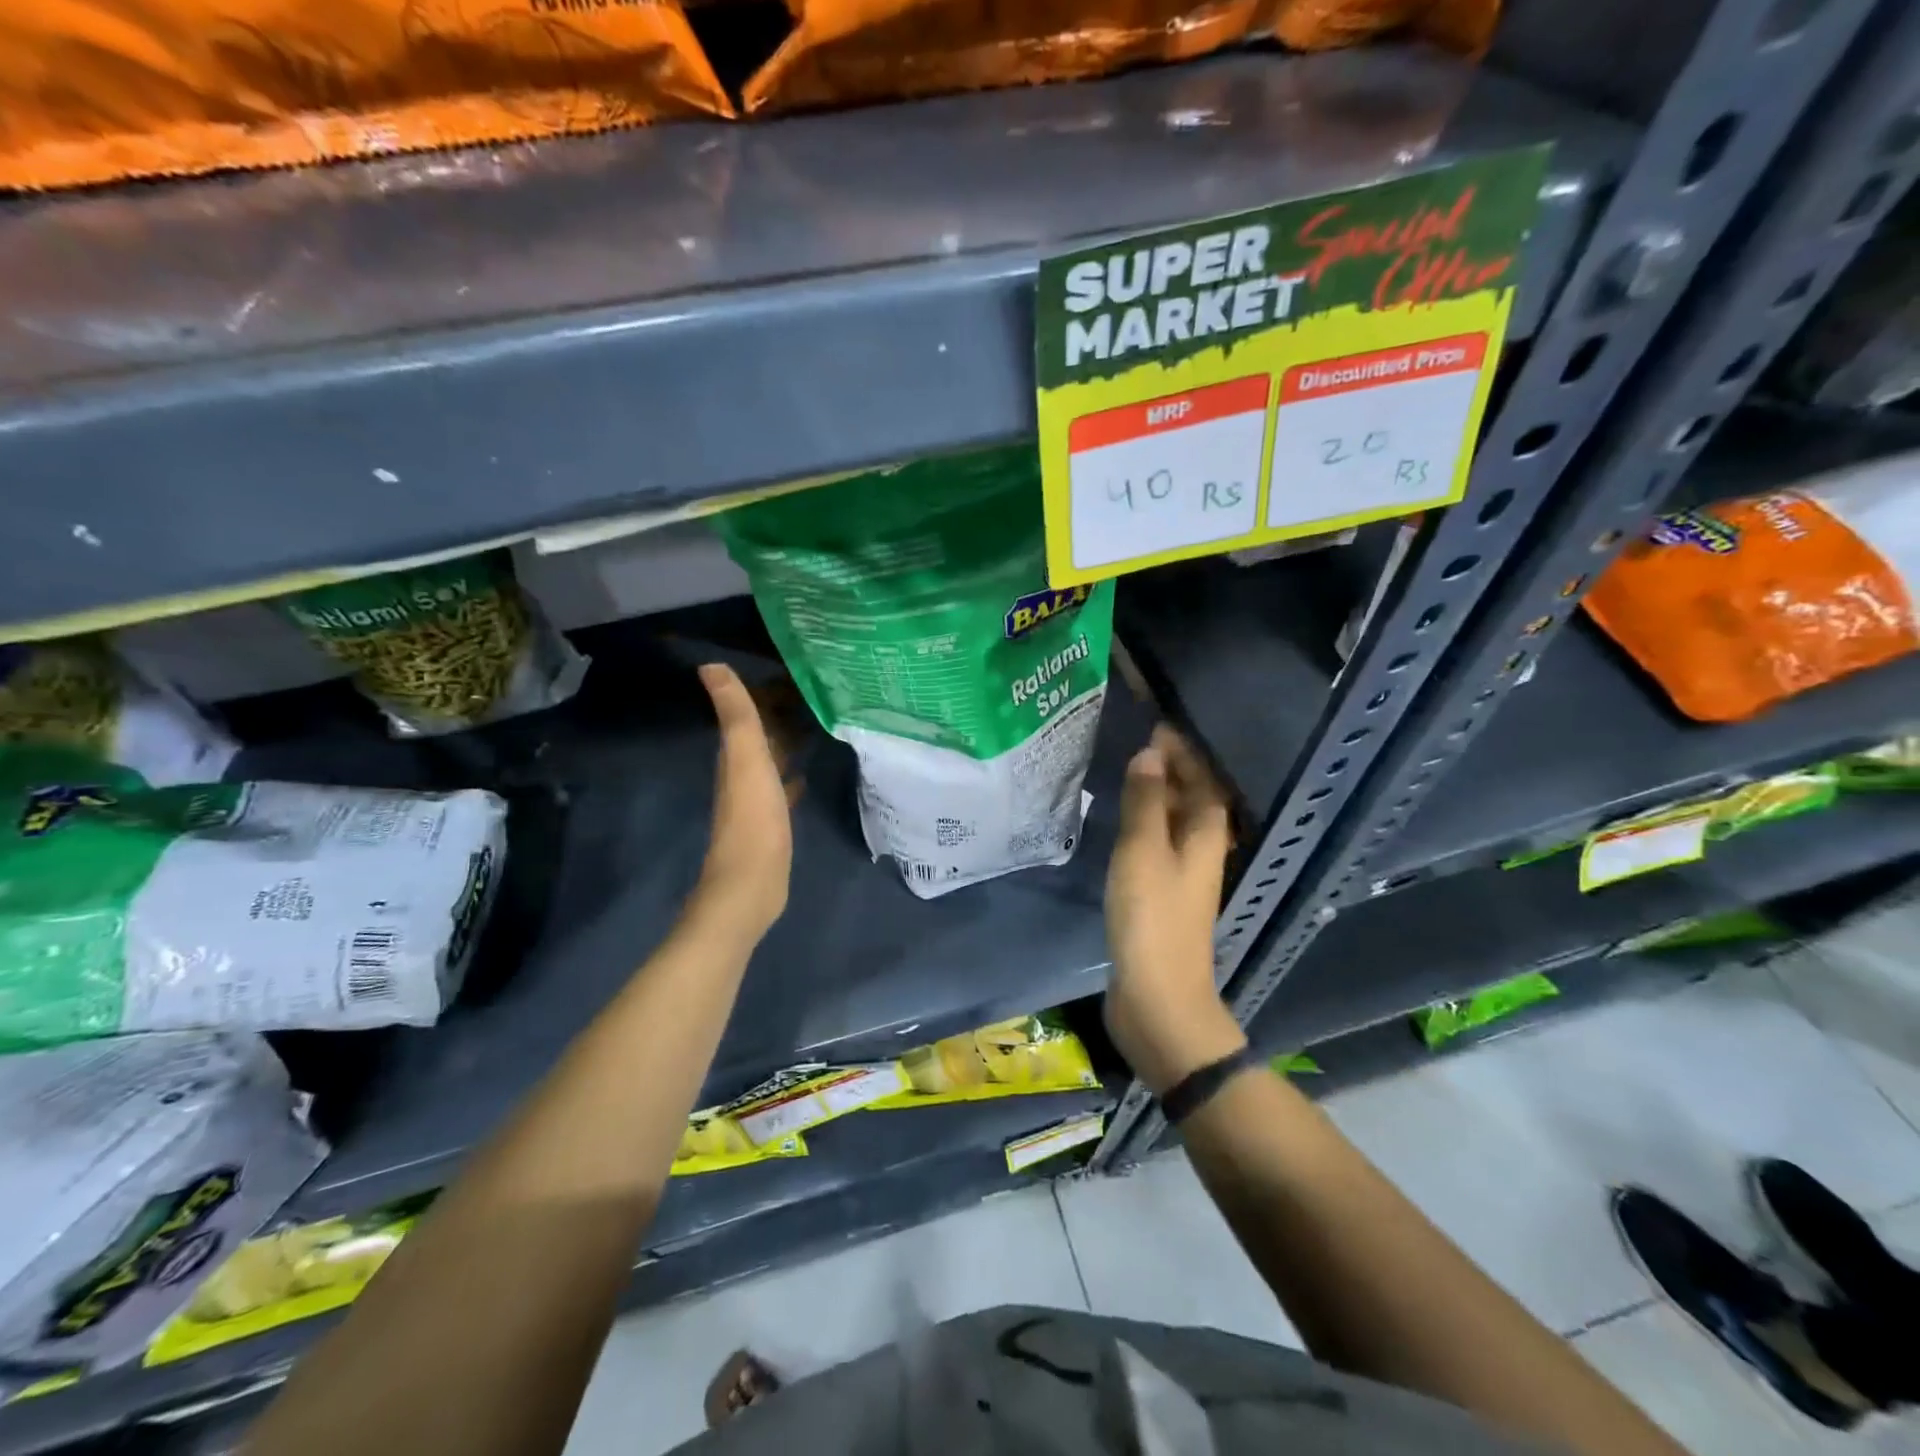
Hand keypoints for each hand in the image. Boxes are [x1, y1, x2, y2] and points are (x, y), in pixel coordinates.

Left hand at [693, 663, 792, 941]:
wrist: (751, 883)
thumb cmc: (753, 819)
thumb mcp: (746, 759)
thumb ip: (735, 714)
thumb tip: (710, 665)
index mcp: (735, 756)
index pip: (748, 713)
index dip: (765, 691)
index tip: (793, 670)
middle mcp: (742, 773)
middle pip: (761, 734)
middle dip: (781, 713)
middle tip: (814, 692)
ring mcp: (757, 800)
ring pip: (772, 759)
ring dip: (787, 741)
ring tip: (816, 723)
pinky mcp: (771, 822)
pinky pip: (781, 787)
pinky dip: (791, 775)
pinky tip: (805, 774)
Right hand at [1103, 726, 1245, 1094]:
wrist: (1157, 998)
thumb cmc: (1152, 917)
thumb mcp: (1143, 850)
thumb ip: (1146, 801)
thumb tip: (1151, 754)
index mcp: (1207, 834)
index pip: (1202, 777)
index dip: (1183, 750)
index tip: (1155, 723)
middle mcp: (1202, 850)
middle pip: (1193, 798)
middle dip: (1170, 769)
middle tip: (1134, 743)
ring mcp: (1183, 876)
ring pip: (1175, 822)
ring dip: (1156, 796)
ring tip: (1124, 773)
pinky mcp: (1162, 896)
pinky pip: (1157, 845)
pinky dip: (1144, 824)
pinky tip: (1121, 823)